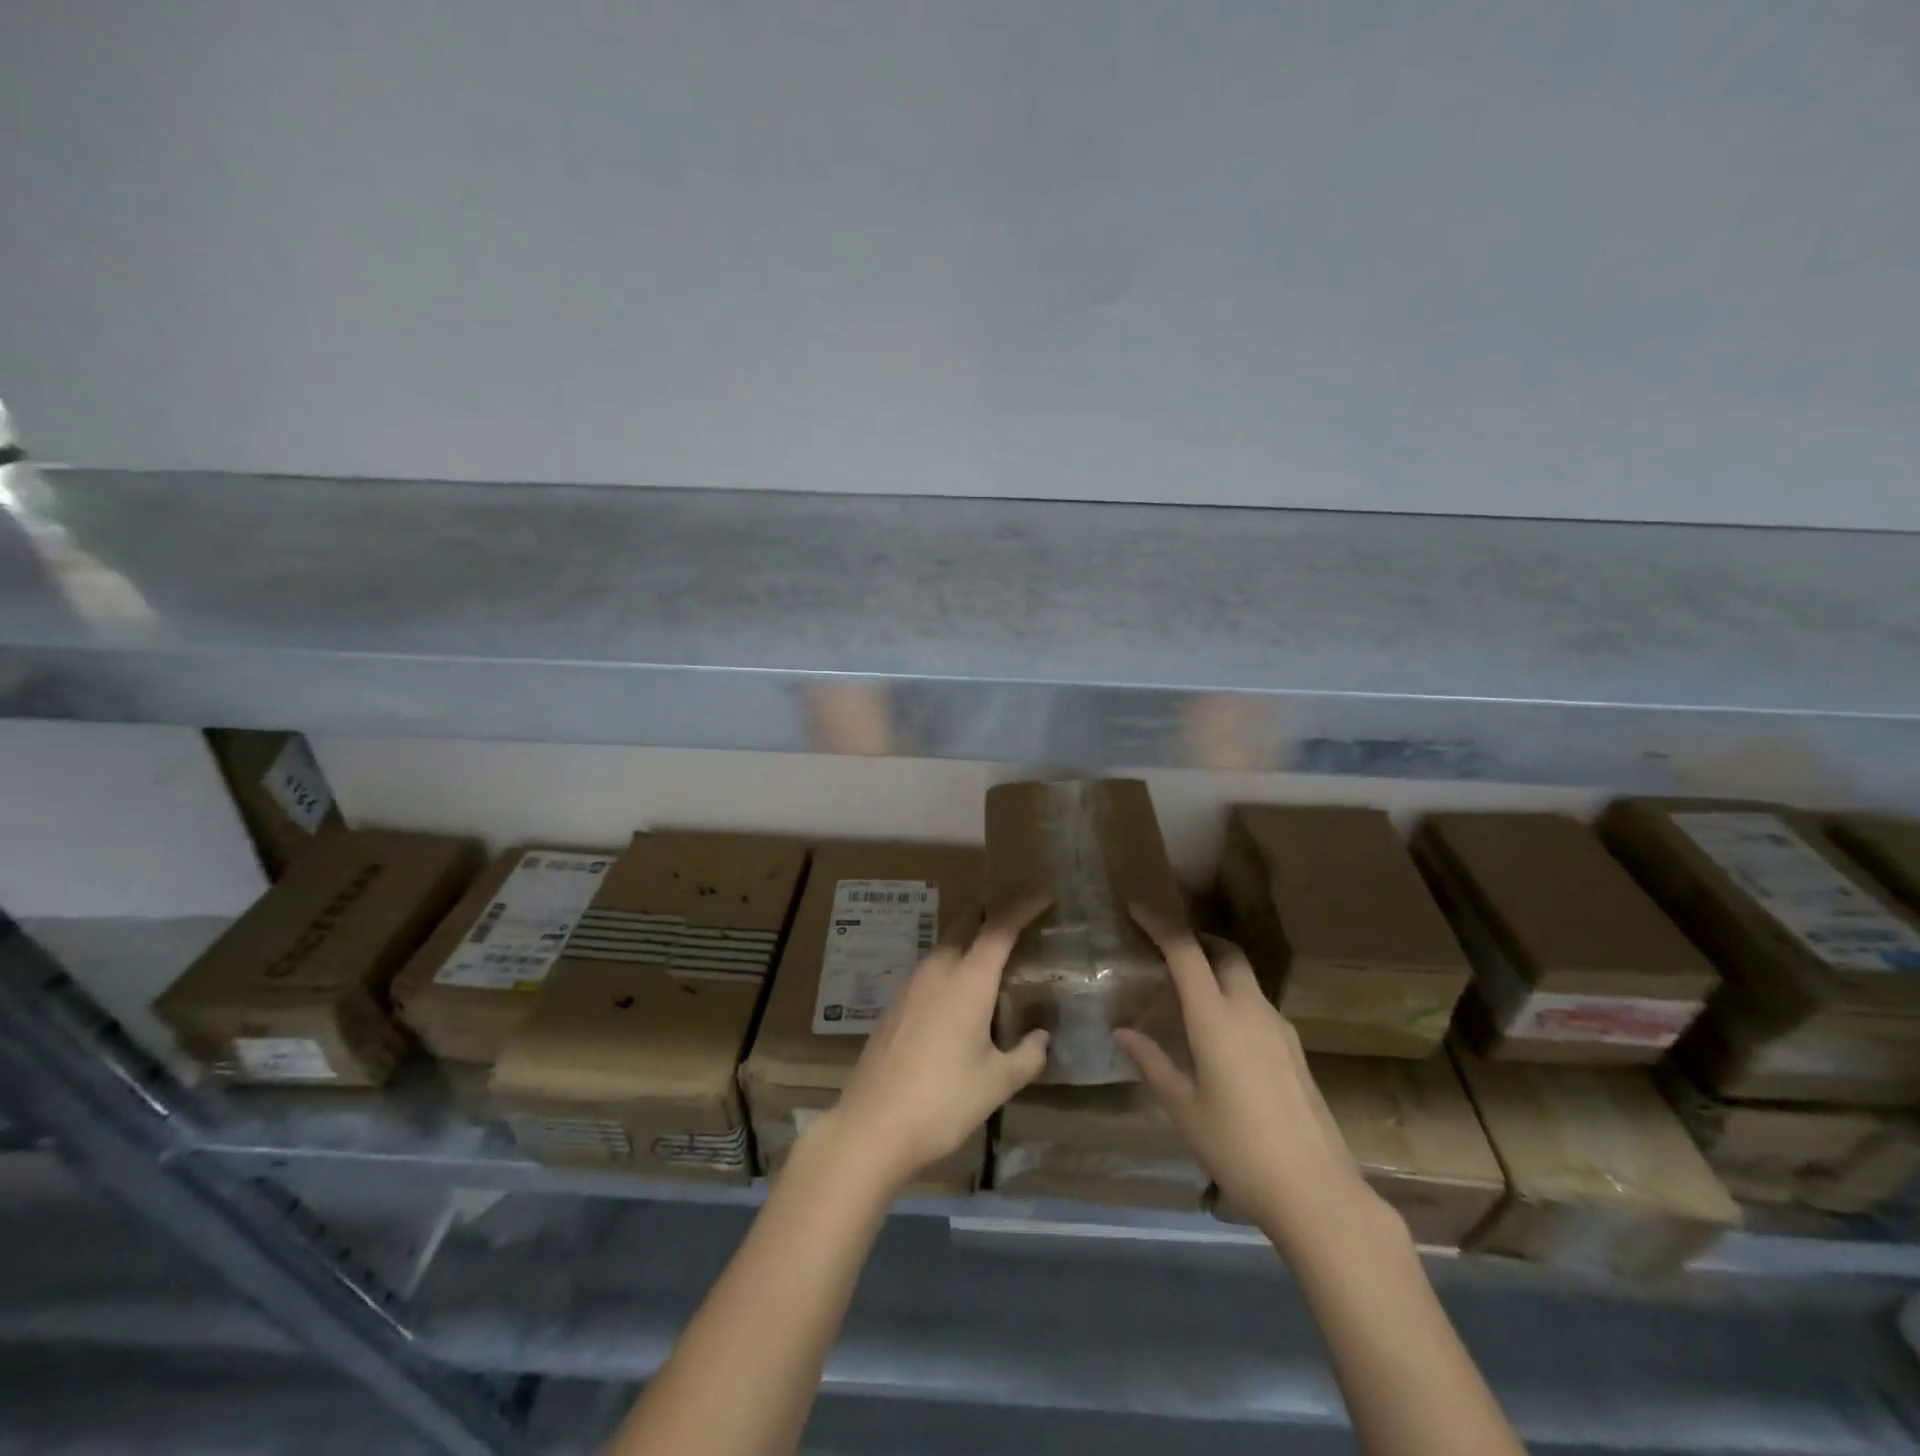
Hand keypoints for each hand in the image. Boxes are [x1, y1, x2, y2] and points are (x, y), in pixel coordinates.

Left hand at [823, 898, 1050, 1193]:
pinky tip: (959, 997)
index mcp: (967, 980)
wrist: (871, 1127)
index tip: (1043, 896)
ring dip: (970, 941)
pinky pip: (930, 970)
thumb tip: (1042, 1038)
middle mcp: (937, 971)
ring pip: (945, 945)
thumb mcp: (997, 1083)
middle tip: (1019, 921)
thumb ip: (1027, 1055)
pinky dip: (951, 967)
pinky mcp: (895, 1005)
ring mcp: (910, 986)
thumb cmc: (943, 1101)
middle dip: (992, 914)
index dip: (1022, 906)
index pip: (999, 927)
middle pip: (966, 923)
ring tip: (993, 960)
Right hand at [1115, 911, 1380, 1250]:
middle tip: (1166, 945)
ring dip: (1217, 966)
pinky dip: (1234, 995)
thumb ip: (1152, 1063)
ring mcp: (1279, 1029)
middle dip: (1195, 938)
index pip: (1186, 952)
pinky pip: (1258, 1004)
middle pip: (1225, 952)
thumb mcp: (1184, 1109)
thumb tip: (1122, 1032)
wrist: (1317, 1193)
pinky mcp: (1294, 1049)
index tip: (1137, 909)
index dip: (1160, 924)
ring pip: (1245, 976)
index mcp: (1216, 1019)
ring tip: (1189, 987)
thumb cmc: (1238, 1150)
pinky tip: (1222, 1030)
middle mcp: (1250, 1011)